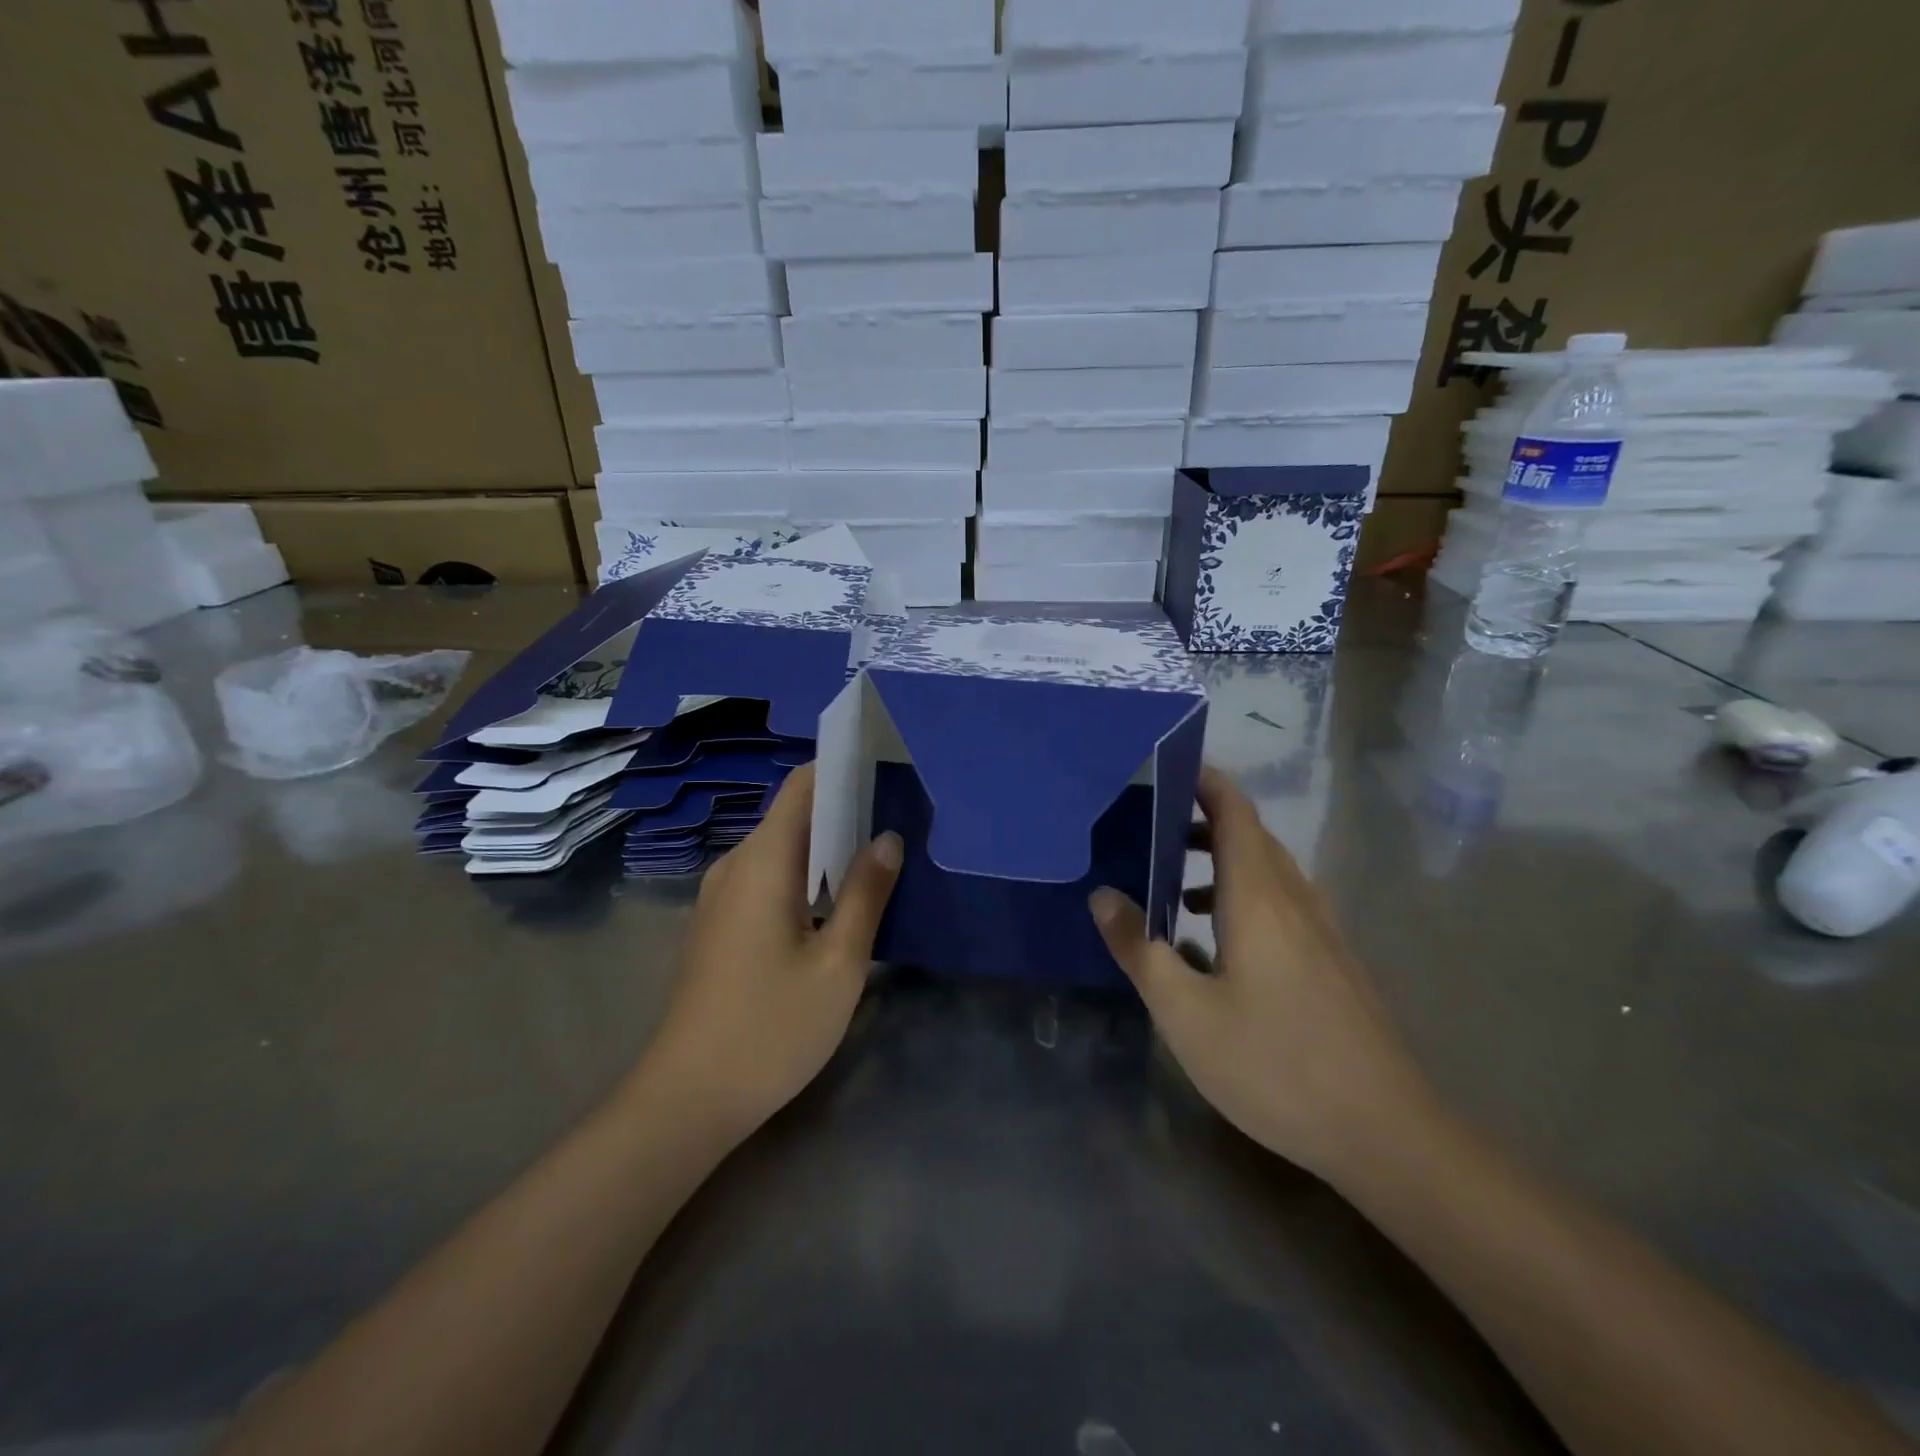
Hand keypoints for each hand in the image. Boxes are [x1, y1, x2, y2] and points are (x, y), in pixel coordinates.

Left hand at [640, 764, 902, 1145]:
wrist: (687, 1100)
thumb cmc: (771, 1028)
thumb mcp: (838, 962)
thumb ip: (866, 893)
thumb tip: (887, 838)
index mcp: (763, 861)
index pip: (802, 785)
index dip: (842, 770)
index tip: (886, 772)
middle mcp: (735, 866)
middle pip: (793, 815)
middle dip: (845, 812)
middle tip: (899, 823)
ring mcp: (722, 897)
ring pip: (783, 850)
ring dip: (828, 849)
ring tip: (879, 861)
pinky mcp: (720, 926)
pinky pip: (769, 879)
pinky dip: (806, 877)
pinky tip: (837, 905)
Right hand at [1090, 766, 1435, 1184]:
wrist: (1386, 1132)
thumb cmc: (1275, 1064)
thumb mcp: (1185, 1012)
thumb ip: (1141, 949)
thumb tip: (1103, 896)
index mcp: (1259, 896)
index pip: (1234, 810)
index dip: (1203, 780)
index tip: (1163, 767)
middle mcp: (1294, 899)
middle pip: (1250, 834)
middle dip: (1201, 818)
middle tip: (1149, 824)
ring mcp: (1321, 930)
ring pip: (1268, 869)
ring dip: (1221, 858)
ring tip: (1172, 879)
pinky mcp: (1332, 960)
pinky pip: (1281, 901)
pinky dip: (1243, 893)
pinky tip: (1216, 939)